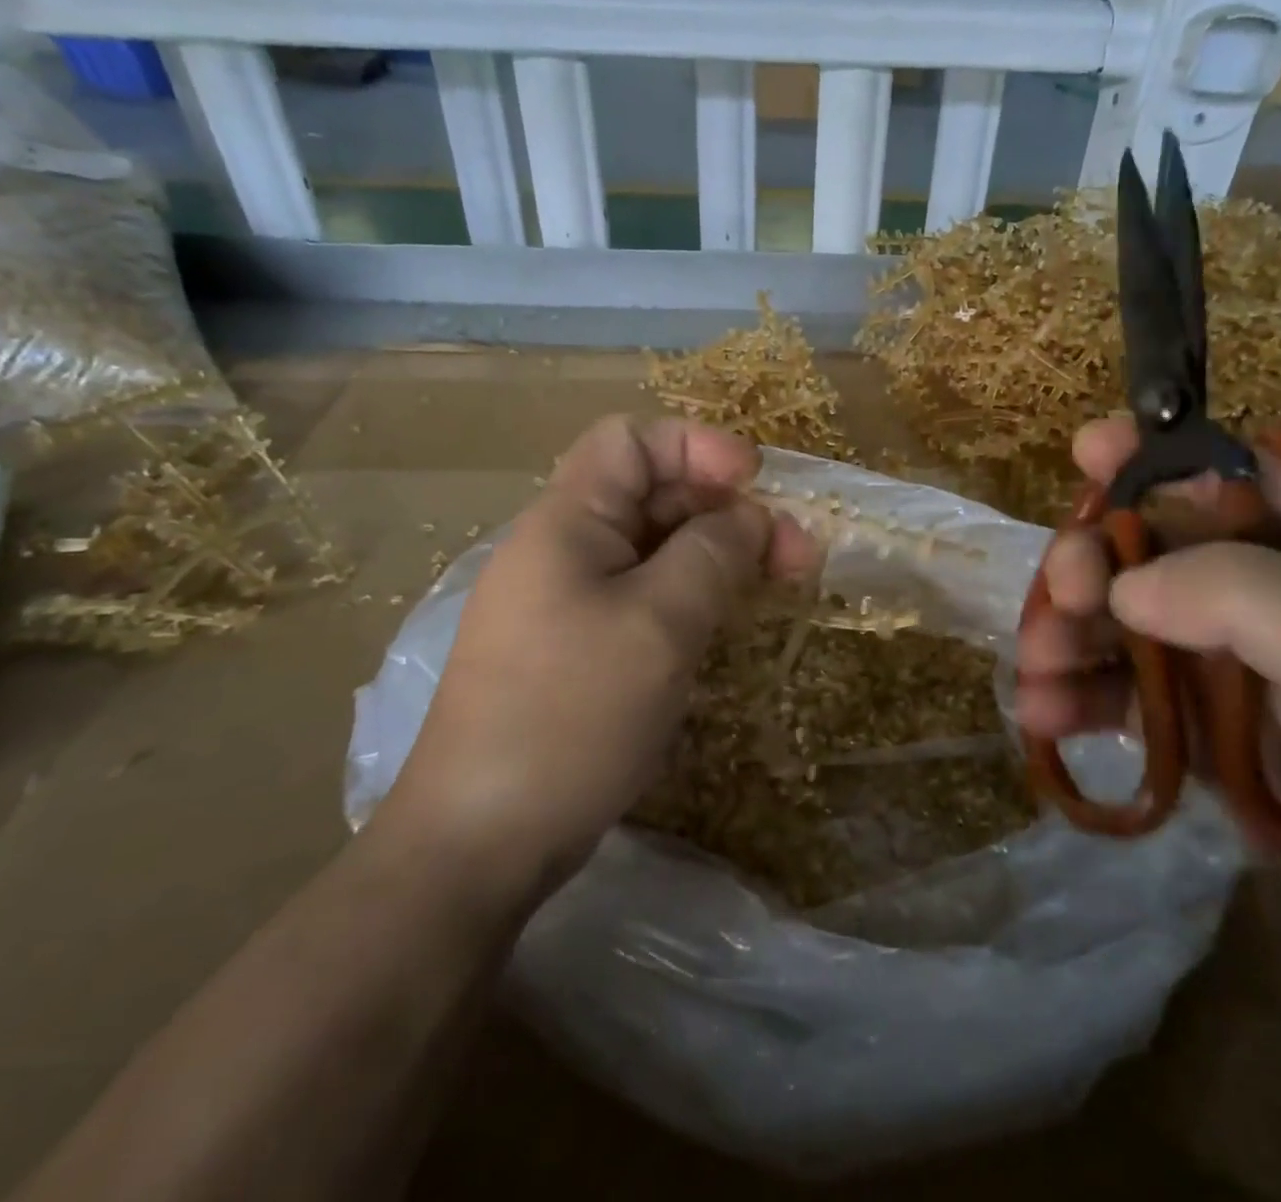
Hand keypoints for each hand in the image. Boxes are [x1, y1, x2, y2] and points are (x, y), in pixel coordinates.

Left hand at [378, 416, 818, 871]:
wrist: (483, 840)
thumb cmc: (572, 714)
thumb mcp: (658, 624)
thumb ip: (712, 554)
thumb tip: (749, 517)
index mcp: (567, 522)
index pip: (631, 441)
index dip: (697, 446)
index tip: (755, 484)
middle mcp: (564, 549)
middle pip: (653, 496)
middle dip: (728, 510)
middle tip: (797, 554)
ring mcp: (570, 602)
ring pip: (656, 551)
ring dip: (719, 556)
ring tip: (779, 584)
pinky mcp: (580, 649)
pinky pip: (645, 598)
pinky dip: (694, 597)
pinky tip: (729, 622)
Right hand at [1016, 413, 1280, 815]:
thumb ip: (1233, 591)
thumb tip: (1117, 588)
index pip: (1220, 472)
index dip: (1151, 457)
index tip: (1086, 451)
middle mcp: (1261, 586)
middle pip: (1146, 549)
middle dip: (1089, 562)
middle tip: (1060, 594)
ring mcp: (1224, 658)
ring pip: (1119, 623)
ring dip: (1066, 636)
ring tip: (1034, 671)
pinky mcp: (1198, 725)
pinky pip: (1120, 695)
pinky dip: (1077, 700)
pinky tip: (1043, 717)